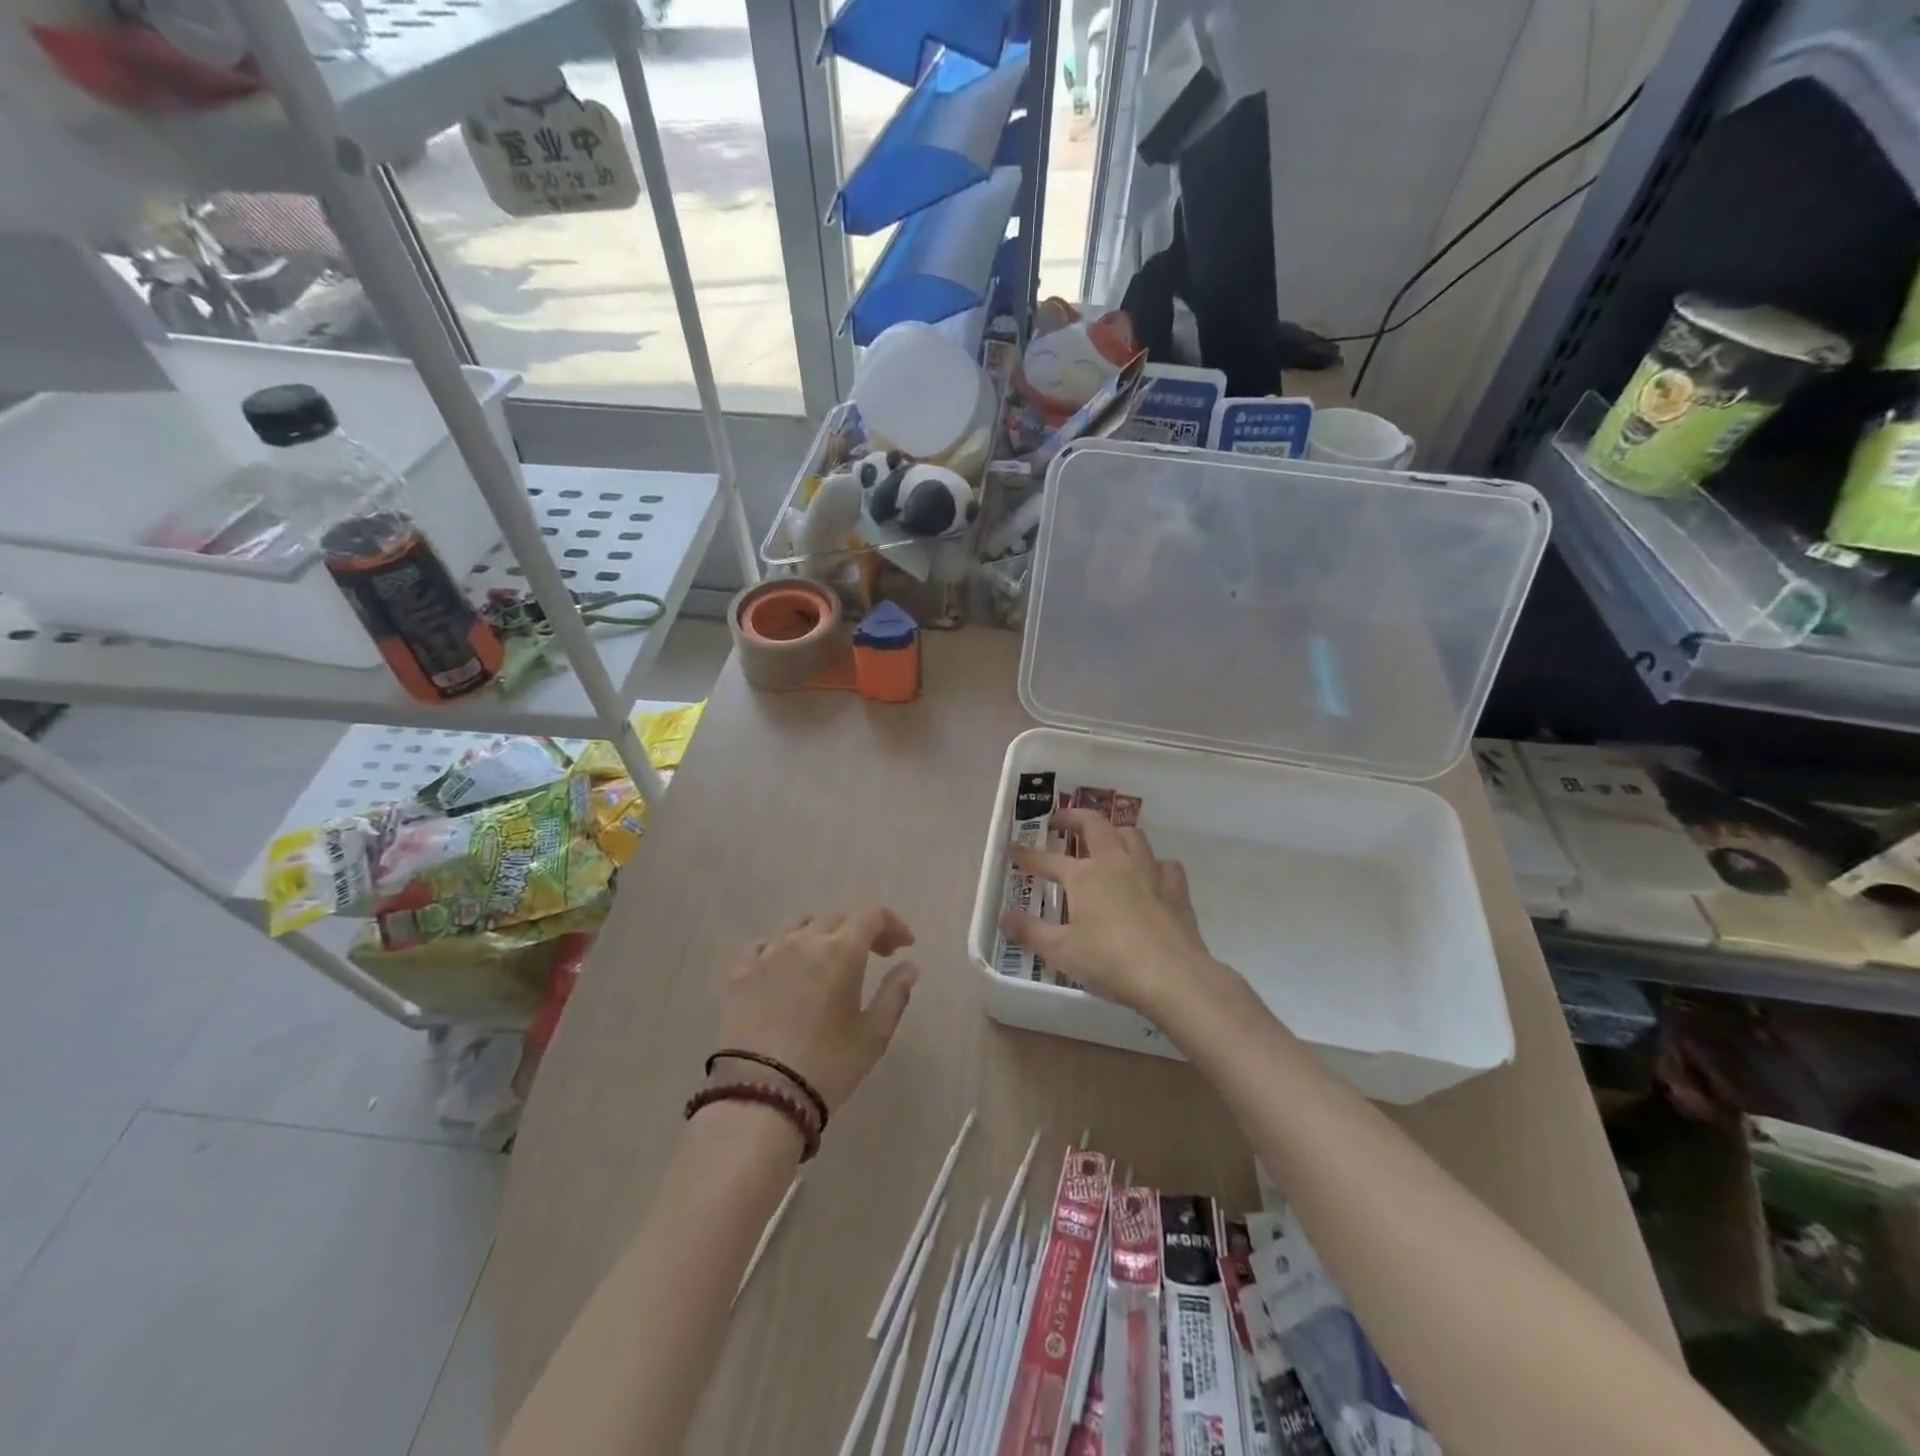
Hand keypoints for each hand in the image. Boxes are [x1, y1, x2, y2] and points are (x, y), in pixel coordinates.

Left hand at [716, 907, 919, 1116]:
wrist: (760, 1094)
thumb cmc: (828, 1065)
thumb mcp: (874, 1035)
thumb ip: (895, 994)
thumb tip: (909, 966)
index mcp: (842, 951)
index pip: (872, 915)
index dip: (892, 924)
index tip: (903, 947)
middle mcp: (804, 941)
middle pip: (837, 918)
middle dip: (860, 931)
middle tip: (873, 957)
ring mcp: (768, 954)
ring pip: (798, 926)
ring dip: (820, 934)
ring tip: (826, 960)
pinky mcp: (739, 974)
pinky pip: (761, 946)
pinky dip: (779, 949)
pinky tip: (783, 969)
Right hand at [998, 808, 1222, 1018]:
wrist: (1171, 975)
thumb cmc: (1110, 961)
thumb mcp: (1061, 951)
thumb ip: (1031, 931)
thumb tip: (1004, 918)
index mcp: (1084, 875)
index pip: (1047, 859)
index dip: (1027, 854)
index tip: (1013, 848)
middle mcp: (1115, 862)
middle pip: (1093, 824)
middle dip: (1073, 817)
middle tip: (1059, 821)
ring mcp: (1149, 871)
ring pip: (1132, 835)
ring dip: (1115, 833)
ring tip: (1105, 842)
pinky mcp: (1176, 888)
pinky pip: (1165, 864)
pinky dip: (1154, 865)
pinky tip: (1150, 877)